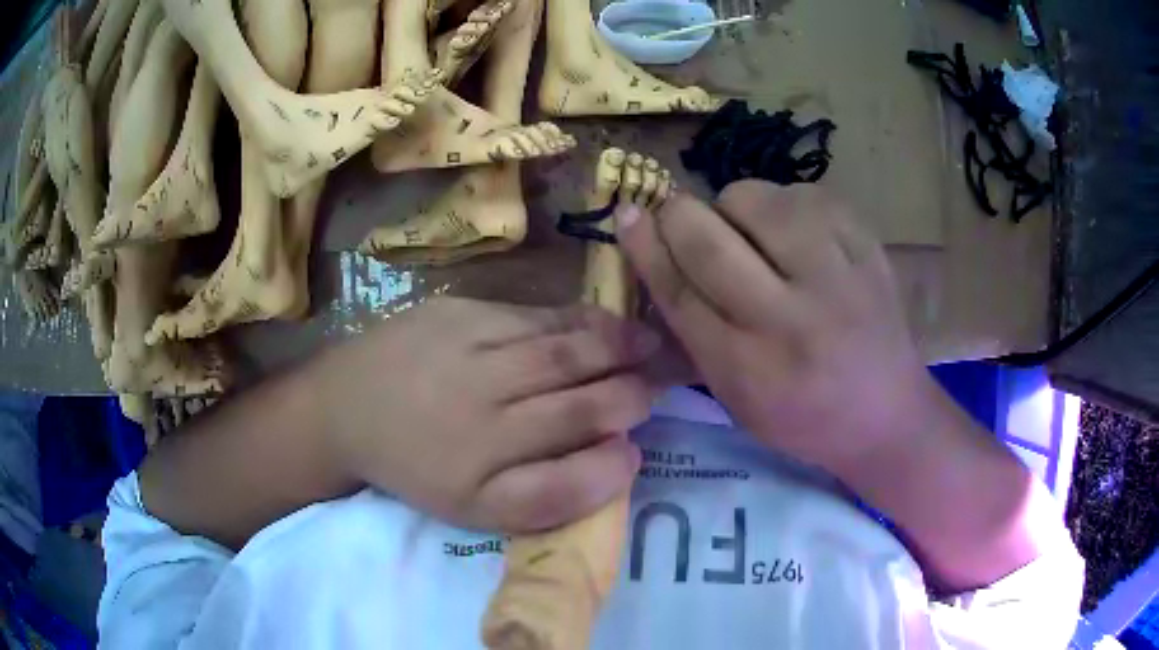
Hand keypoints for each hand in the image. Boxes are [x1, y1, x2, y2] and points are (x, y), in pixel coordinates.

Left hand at [311, 297, 662, 532]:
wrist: (346, 406)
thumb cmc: (416, 463)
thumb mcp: (473, 505)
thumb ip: (546, 496)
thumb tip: (619, 460)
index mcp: (479, 482)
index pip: (566, 482)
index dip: (612, 468)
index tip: (638, 451)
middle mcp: (480, 421)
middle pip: (579, 408)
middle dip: (632, 396)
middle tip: (662, 384)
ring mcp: (470, 359)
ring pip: (563, 356)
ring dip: (618, 349)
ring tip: (651, 343)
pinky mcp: (459, 314)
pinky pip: (534, 318)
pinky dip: (579, 320)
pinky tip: (603, 322)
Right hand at [615, 181, 935, 475]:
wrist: (888, 413)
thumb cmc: (804, 417)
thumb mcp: (737, 399)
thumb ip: (692, 335)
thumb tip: (651, 257)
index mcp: (751, 368)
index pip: (679, 291)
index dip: (645, 247)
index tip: (628, 217)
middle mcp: (792, 318)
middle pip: (708, 237)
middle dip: (677, 214)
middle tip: (678, 217)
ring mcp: (837, 274)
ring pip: (754, 198)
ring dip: (733, 207)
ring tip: (749, 234)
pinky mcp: (866, 244)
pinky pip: (802, 193)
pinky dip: (783, 206)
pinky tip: (794, 235)